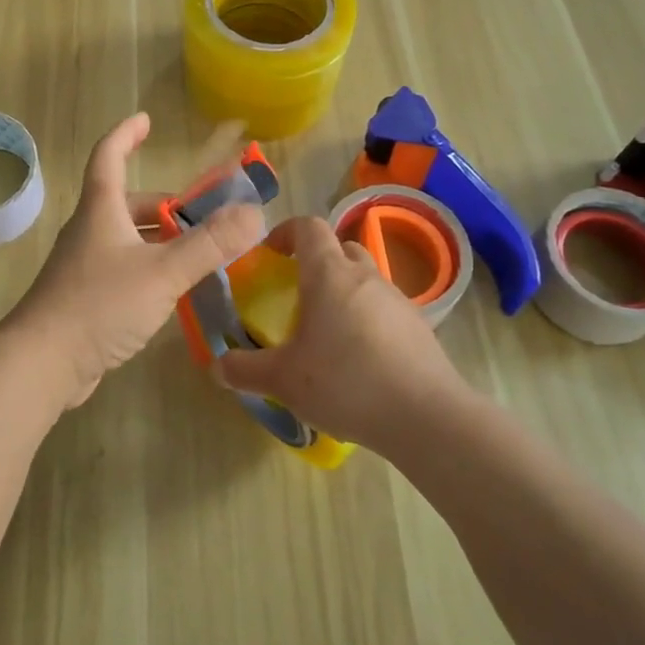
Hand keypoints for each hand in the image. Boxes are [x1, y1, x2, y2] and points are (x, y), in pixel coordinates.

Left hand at [10, 113, 264, 410]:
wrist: (42, 362)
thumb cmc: (100, 304)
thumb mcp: (162, 272)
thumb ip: (210, 244)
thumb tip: (254, 213)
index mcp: (101, 210)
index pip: (108, 155)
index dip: (126, 134)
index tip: (146, 121)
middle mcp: (89, 231)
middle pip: (127, 203)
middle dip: (165, 206)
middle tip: (203, 217)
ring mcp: (84, 266)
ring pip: (127, 240)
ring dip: (161, 241)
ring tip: (198, 255)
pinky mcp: (84, 298)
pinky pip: (123, 270)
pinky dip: (150, 269)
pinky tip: (172, 293)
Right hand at [216, 216, 458, 454]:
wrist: (426, 416)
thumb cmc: (346, 382)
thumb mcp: (283, 381)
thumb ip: (245, 370)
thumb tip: (217, 366)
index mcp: (329, 274)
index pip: (308, 227)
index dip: (285, 231)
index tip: (270, 254)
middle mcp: (365, 276)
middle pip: (340, 249)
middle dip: (316, 262)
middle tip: (297, 294)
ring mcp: (398, 300)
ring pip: (365, 279)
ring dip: (344, 292)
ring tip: (327, 332)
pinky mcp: (419, 327)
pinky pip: (385, 309)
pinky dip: (368, 320)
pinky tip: (359, 360)